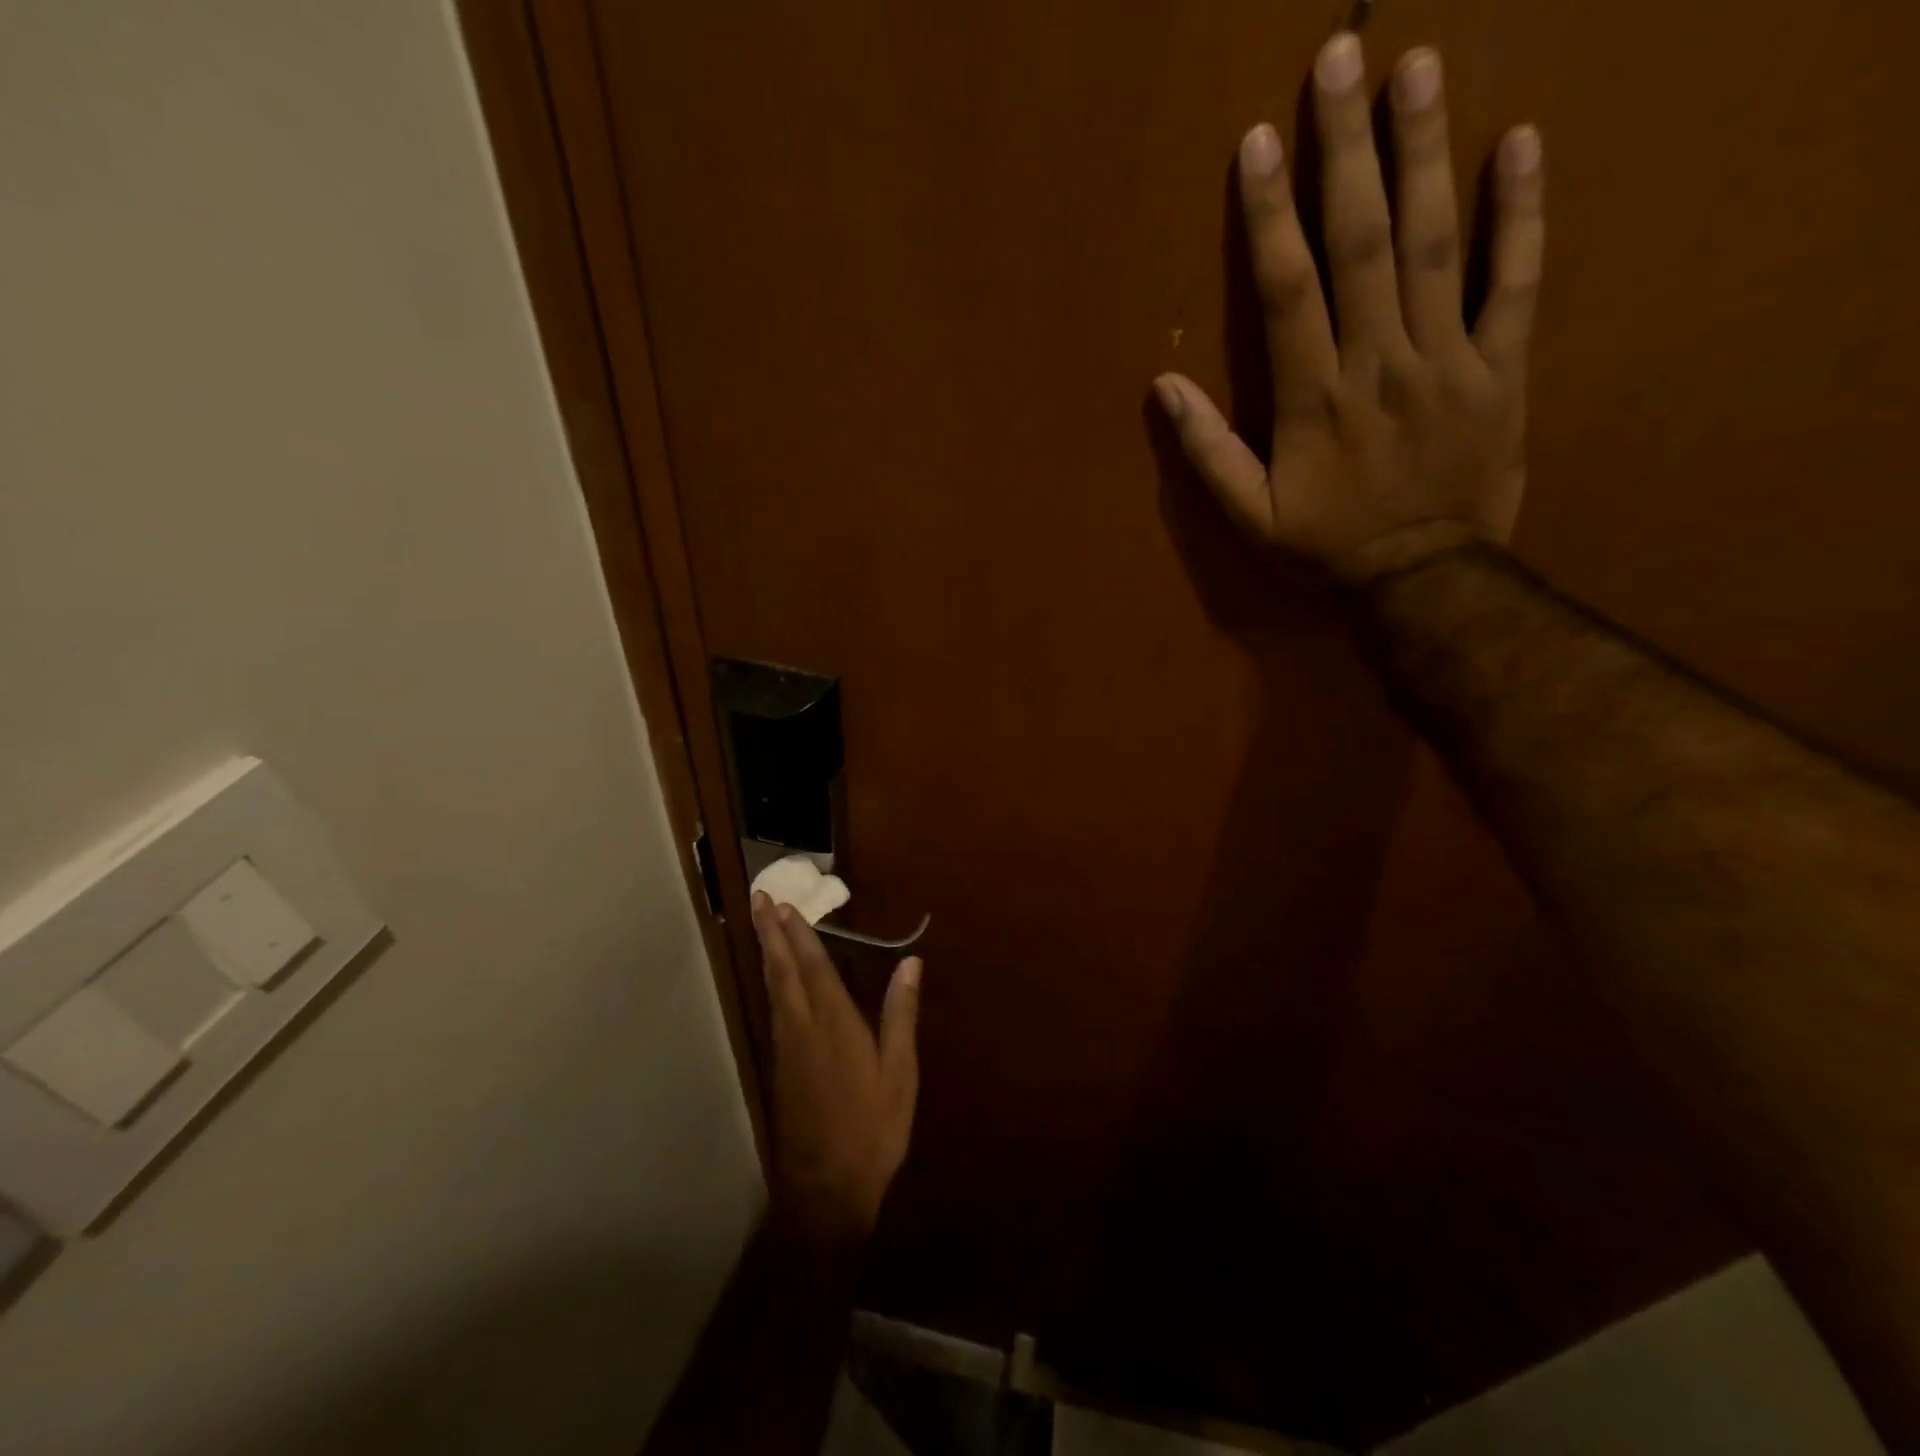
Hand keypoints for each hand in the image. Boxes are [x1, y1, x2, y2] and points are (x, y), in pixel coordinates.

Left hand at [753, 892, 920, 1245]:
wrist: (826, 1190)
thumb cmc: (873, 1129)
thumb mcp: (900, 1074)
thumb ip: (902, 1015)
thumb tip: (911, 963)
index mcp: (835, 1025)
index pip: (814, 967)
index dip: (799, 934)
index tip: (785, 904)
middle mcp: (803, 1028)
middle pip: (782, 971)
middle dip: (770, 933)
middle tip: (758, 899)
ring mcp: (786, 1048)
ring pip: (773, 988)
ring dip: (766, 952)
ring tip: (761, 925)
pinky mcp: (779, 1067)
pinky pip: (773, 1008)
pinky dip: (772, 981)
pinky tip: (774, 977)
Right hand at [1154, 35, 1544, 585]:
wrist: (1423, 579)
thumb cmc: (1327, 549)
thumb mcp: (1251, 518)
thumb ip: (1208, 453)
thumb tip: (1162, 391)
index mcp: (1314, 400)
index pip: (1288, 291)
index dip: (1269, 216)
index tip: (1259, 142)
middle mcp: (1379, 363)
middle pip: (1362, 243)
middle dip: (1347, 150)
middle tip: (1343, 56)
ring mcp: (1447, 359)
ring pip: (1435, 244)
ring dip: (1425, 153)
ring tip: (1419, 69)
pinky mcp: (1502, 367)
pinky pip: (1515, 282)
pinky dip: (1521, 214)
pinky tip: (1519, 144)